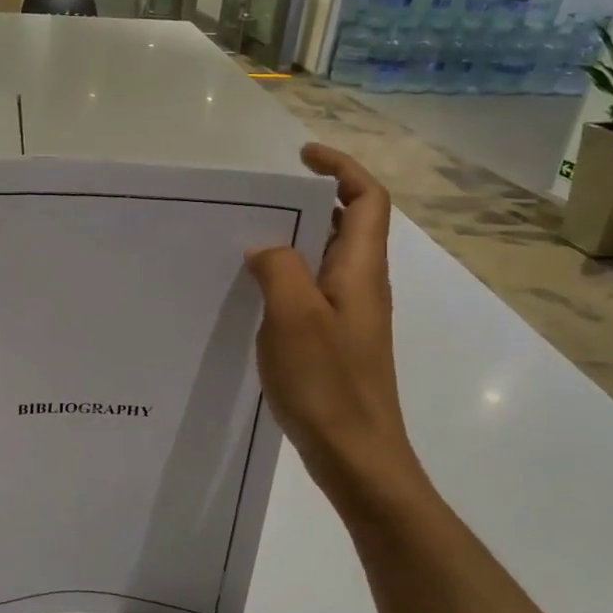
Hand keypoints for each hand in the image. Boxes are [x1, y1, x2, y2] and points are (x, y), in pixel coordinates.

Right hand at [244, 145, 420, 497]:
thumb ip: (278, 268)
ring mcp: (350, 316)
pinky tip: (252, 294)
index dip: (341, 168)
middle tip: (260, 200)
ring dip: (294, 240)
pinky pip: (311, 292)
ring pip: (326, 259)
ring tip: (246, 239)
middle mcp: (362, 286)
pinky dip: (287, 278)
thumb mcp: (294, 316)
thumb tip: (265, 248)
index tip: (301, 156)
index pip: (366, 199)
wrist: (357, 456)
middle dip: (310, 200)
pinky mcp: (335, 342)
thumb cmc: (328, 383)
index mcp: (361, 270)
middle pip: (347, 224)